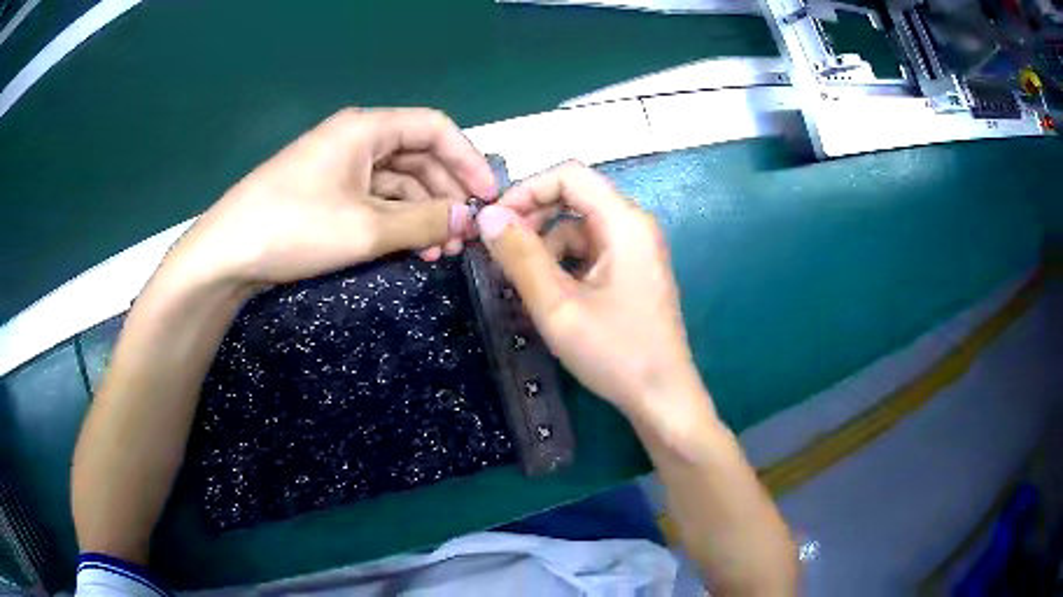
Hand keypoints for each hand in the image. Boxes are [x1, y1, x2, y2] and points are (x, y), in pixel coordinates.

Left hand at [166, 108, 495, 288]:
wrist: (227, 255)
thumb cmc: (294, 228)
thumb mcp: (365, 228)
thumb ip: (425, 221)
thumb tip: (470, 219)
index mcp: (367, 129)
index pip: (435, 129)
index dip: (468, 160)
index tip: (489, 197)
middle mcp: (357, 139)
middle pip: (418, 157)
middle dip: (446, 195)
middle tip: (465, 236)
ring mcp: (340, 167)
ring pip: (398, 182)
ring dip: (423, 213)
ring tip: (442, 251)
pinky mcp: (328, 193)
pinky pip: (375, 199)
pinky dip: (396, 221)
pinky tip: (411, 248)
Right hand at [475, 161, 705, 421]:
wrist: (661, 398)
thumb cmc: (615, 353)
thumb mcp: (557, 306)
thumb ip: (520, 256)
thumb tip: (487, 215)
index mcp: (625, 223)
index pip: (570, 176)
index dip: (527, 189)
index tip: (494, 221)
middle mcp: (634, 227)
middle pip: (575, 199)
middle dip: (533, 218)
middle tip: (499, 251)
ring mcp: (636, 251)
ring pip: (579, 228)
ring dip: (545, 246)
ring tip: (519, 282)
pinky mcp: (632, 273)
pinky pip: (590, 253)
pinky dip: (563, 265)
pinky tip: (546, 294)